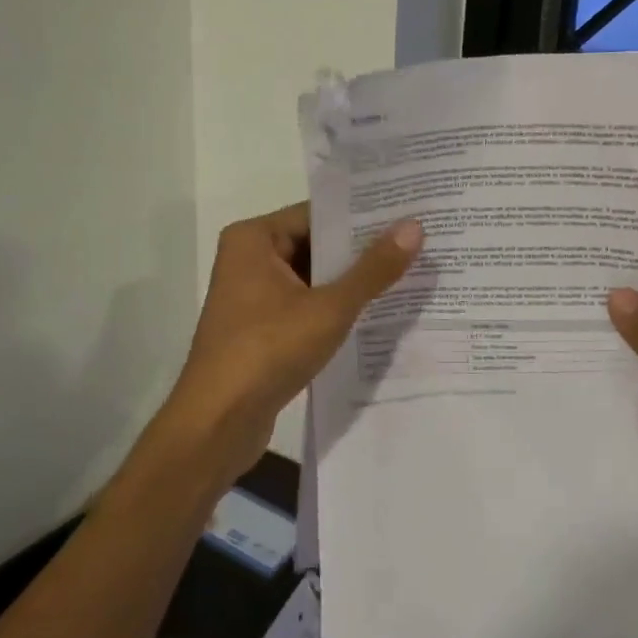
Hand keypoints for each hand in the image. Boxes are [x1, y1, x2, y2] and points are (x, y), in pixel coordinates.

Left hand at [166, 202, 422, 483]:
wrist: (218, 423)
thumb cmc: (268, 351)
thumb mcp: (329, 308)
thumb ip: (373, 269)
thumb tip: (415, 227)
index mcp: (253, 239)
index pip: (317, 214)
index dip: (363, 216)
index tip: (408, 214)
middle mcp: (249, 259)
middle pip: (315, 245)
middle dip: (362, 251)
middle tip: (419, 244)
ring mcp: (253, 297)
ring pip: (312, 279)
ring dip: (351, 283)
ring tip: (409, 275)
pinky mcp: (260, 329)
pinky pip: (305, 307)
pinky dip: (334, 309)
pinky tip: (377, 314)